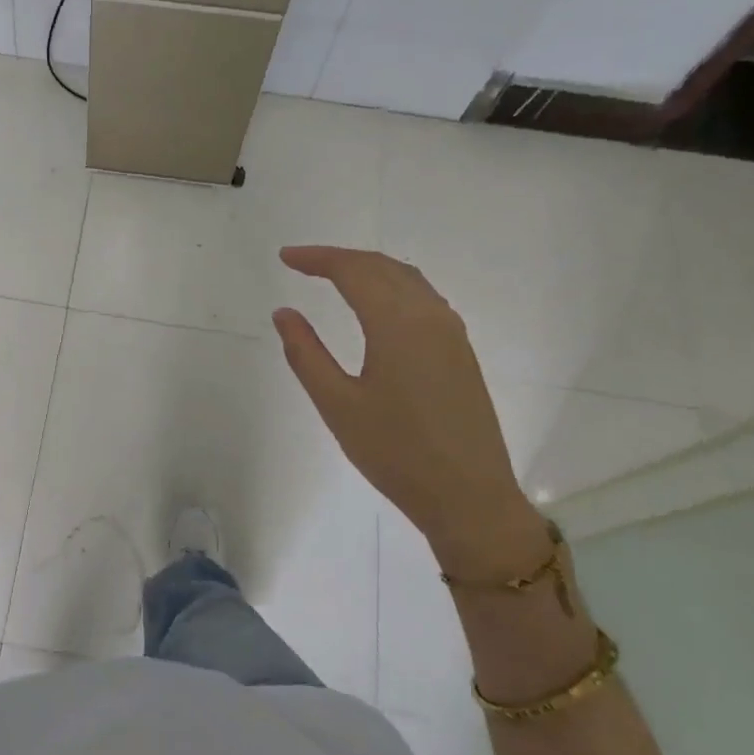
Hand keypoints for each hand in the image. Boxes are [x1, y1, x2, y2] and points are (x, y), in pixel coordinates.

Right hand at [273, 246, 538, 571]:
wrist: (469, 497)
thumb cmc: (396, 453)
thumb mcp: (338, 405)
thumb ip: (306, 354)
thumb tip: (284, 313)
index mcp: (398, 324)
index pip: (354, 271)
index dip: (317, 258)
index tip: (285, 257)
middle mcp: (430, 316)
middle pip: (383, 267)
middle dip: (340, 259)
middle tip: (302, 263)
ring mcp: (452, 333)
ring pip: (408, 279)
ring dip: (369, 269)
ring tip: (334, 276)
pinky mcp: (461, 352)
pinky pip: (423, 299)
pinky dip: (392, 287)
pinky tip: (377, 305)